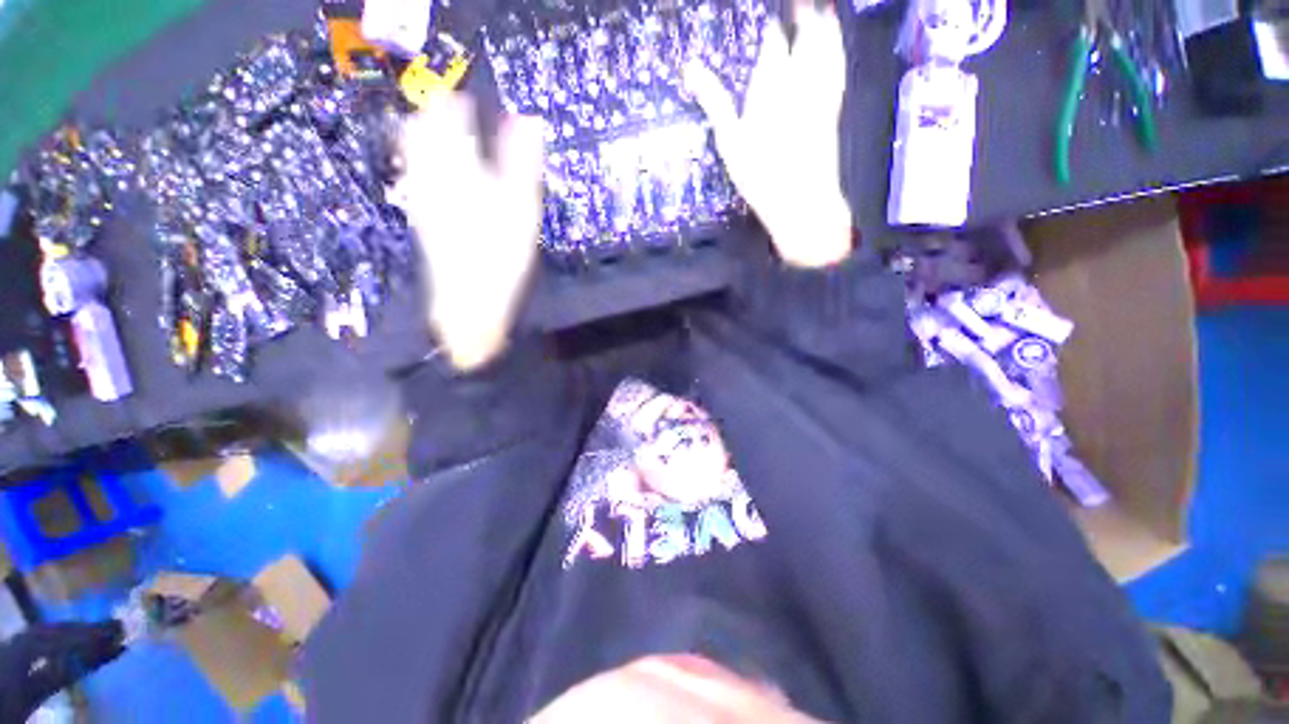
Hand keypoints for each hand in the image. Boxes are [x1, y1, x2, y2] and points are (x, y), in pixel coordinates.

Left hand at [395, 95, 545, 371]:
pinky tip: (432, 172)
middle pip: (421, 133)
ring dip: (424, 138)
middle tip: (452, 111)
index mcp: (458, 171)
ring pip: (413, 156)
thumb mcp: (520, 210)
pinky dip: (422, 165)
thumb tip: (528, 120)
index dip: (456, 104)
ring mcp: (423, 200)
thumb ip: (522, 163)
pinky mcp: (422, 221)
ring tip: (439, 132)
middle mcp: (432, 179)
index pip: (449, 121)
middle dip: (435, 117)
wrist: (470, 304)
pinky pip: (415, 179)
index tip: (465, 98)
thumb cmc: (501, 258)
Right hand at [685, 3, 851, 268]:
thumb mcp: (730, 140)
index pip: (773, 42)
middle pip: (808, 35)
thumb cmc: (760, 173)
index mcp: (772, 84)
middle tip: (799, 5)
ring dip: (825, 27)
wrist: (801, 200)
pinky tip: (835, 51)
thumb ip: (713, 101)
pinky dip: (837, 52)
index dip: (770, 27)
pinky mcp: (833, 110)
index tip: (767, 17)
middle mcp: (801, 80)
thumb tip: (690, 68)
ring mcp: (821, 94)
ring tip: (822, 12)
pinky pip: (838, 70)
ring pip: (828, 48)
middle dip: (804, 15)